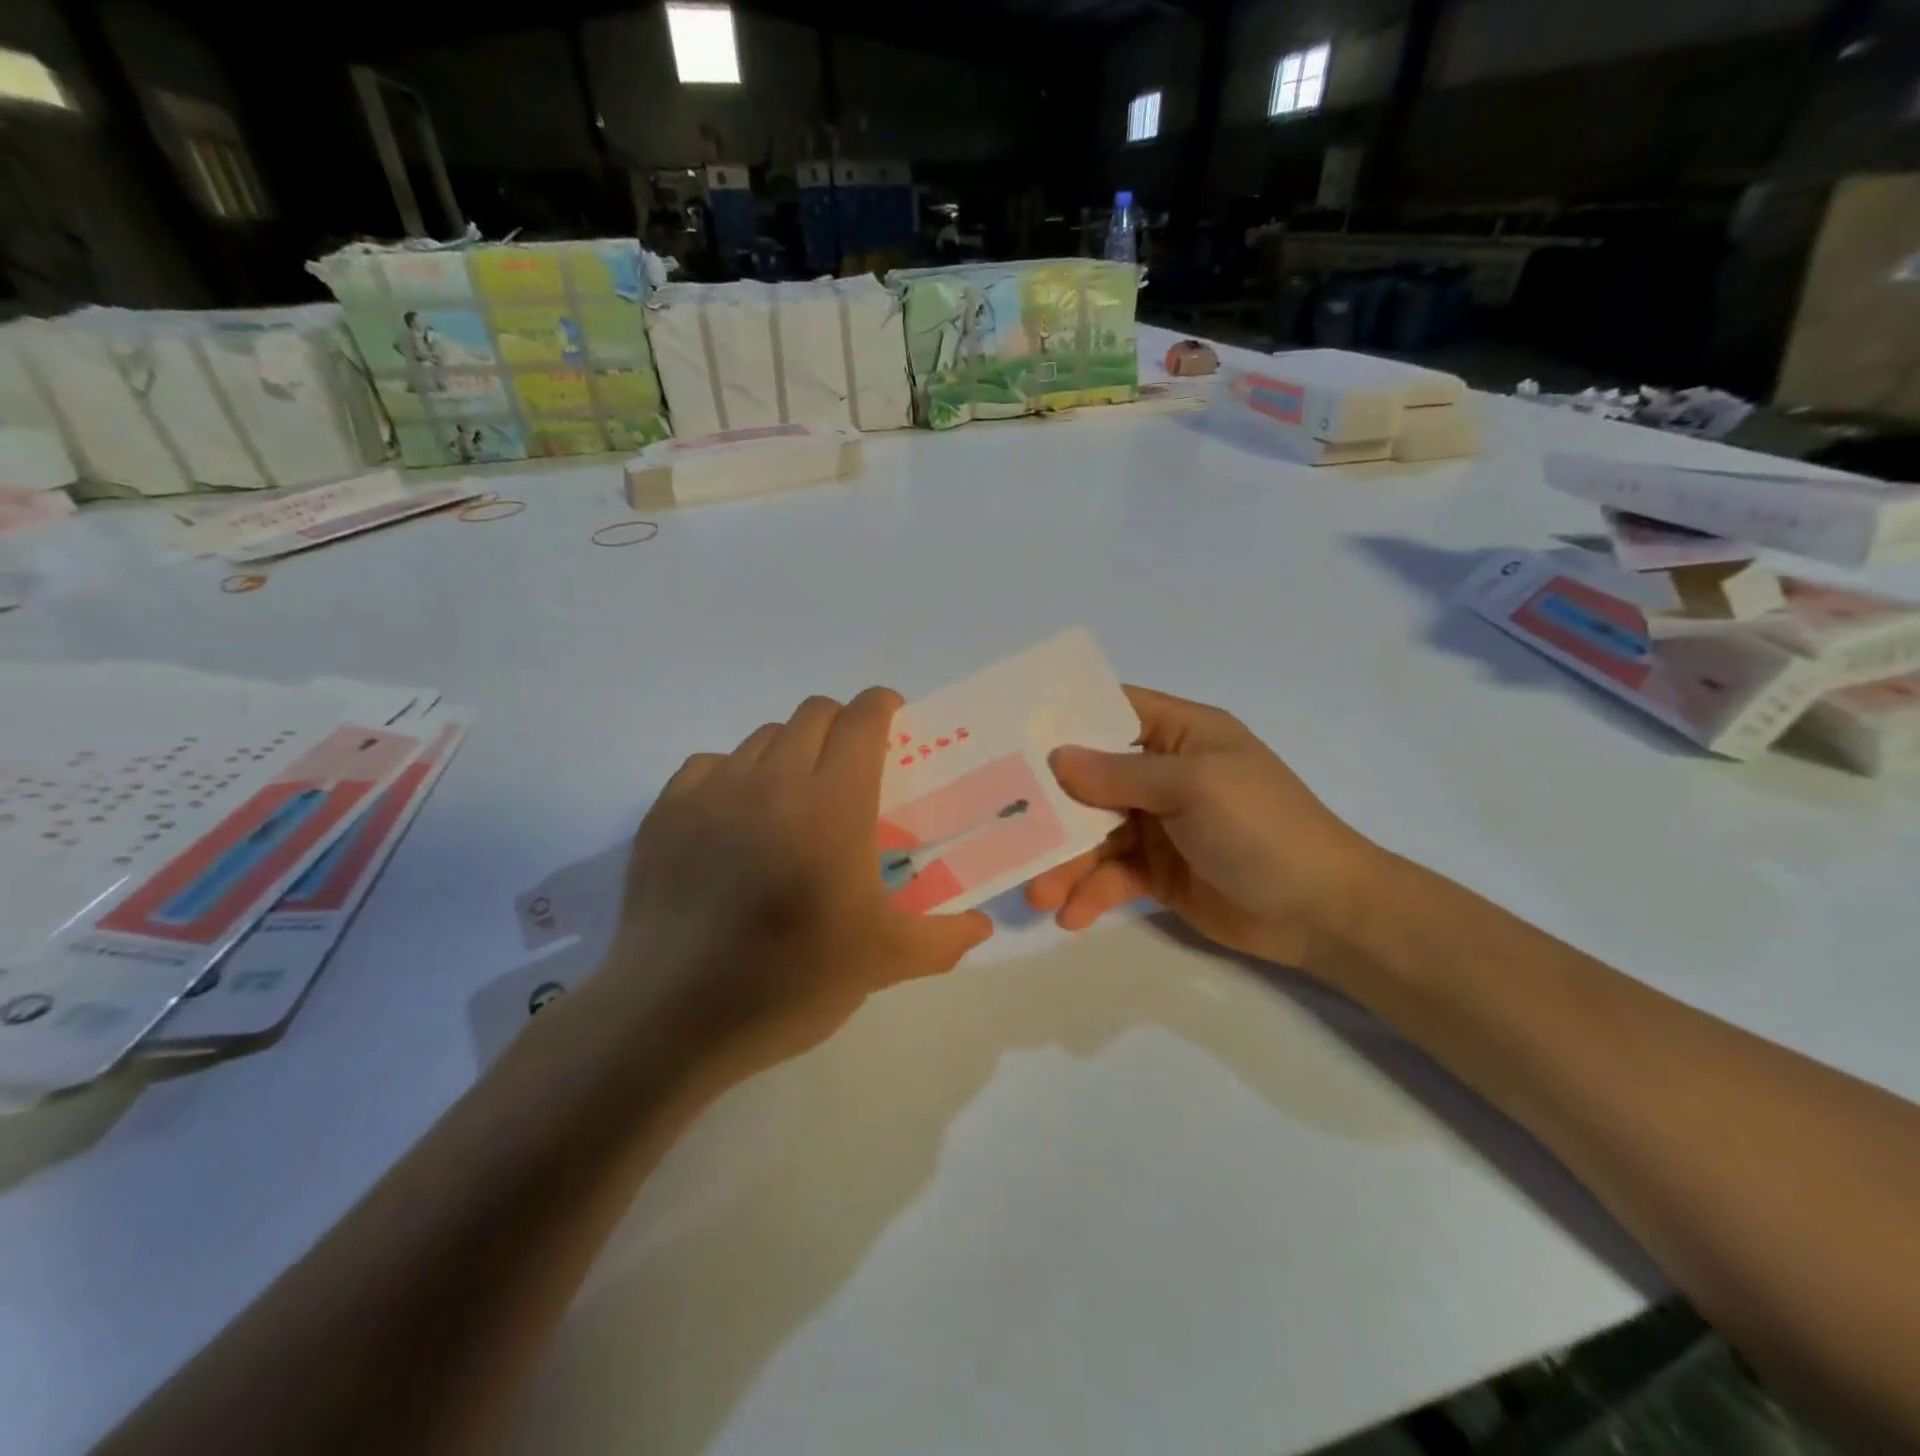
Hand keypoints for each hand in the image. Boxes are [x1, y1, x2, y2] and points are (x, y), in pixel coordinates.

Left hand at [598, 688, 992, 1080]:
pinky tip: (737, 818)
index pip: (861, 719)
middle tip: (852, 767)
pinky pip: (710, 764)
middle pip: (813, 713)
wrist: (672, 1016)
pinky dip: (735, 774)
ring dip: (790, 750)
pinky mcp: (666, 812)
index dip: (882, 706)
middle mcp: (772, 780)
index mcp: (833, 804)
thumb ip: (944, 938)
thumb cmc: (790, 981)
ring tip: (795, 798)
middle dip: (841, 725)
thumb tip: (982, 926)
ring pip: (762, 737)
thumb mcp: (883, 962)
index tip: (894, 720)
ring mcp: (712, 791)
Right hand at [1025, 686, 1381, 969]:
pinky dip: (1090, 893)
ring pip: (1094, 834)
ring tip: (1037, 894)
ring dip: (1064, 861)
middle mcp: (1163, 774)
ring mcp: (1159, 825)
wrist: (1322, 913)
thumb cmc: (1262, 829)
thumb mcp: (1194, 787)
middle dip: (1051, 806)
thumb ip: (1121, 773)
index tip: (1011, 733)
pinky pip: (1111, 875)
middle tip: (1006, 828)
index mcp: (1180, 734)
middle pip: (1090, 780)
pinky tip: (1072, 915)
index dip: (1064, 717)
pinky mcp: (1157, 872)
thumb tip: (1057, 757)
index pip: (1112, 709)